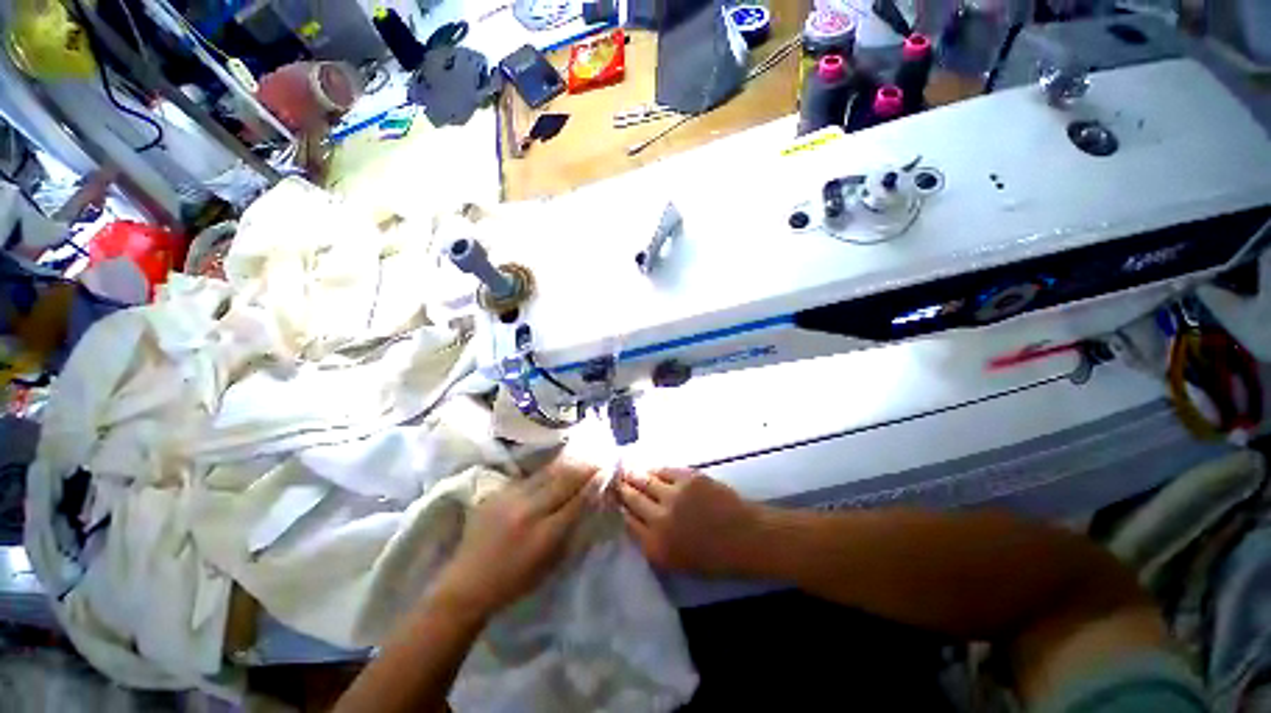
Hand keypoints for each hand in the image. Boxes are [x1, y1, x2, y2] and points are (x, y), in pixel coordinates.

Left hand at [434, 456, 598, 617]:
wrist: (466, 584)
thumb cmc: (514, 582)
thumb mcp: (550, 564)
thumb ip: (570, 532)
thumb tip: (589, 504)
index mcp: (544, 534)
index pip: (577, 501)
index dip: (594, 484)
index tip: (607, 470)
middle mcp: (529, 511)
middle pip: (564, 480)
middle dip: (584, 467)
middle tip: (599, 456)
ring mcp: (510, 498)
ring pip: (547, 473)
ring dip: (567, 463)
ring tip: (581, 454)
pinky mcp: (497, 492)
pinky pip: (529, 477)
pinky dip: (547, 471)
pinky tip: (555, 465)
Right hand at [617, 468, 760, 575]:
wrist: (745, 537)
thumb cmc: (714, 557)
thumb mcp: (677, 561)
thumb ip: (653, 542)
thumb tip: (635, 521)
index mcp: (656, 545)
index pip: (628, 522)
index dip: (620, 508)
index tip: (614, 500)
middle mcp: (659, 519)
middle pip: (633, 499)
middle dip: (622, 489)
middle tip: (614, 480)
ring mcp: (673, 495)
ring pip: (645, 481)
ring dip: (634, 475)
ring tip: (626, 470)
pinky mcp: (687, 478)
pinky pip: (664, 470)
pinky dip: (655, 469)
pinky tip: (650, 468)